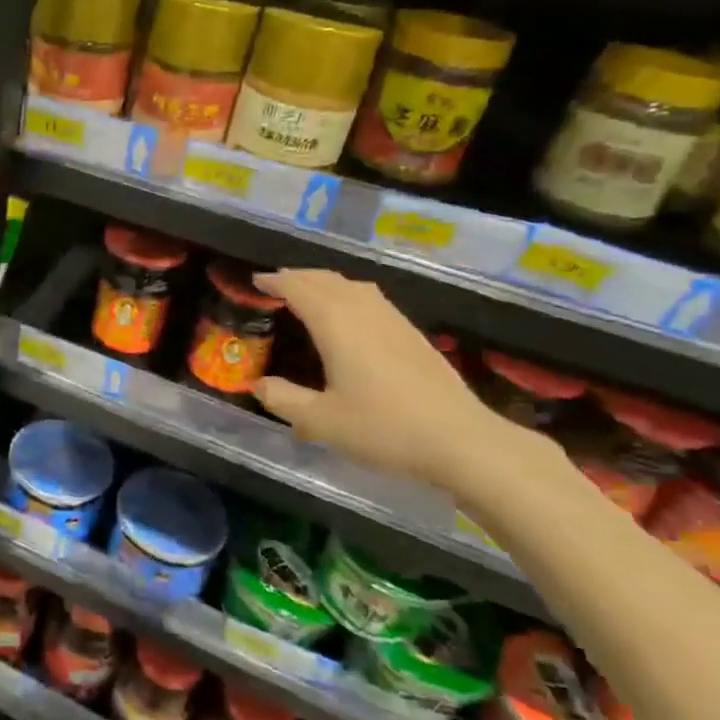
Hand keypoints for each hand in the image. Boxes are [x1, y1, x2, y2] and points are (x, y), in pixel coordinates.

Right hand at [251, 269, 535, 489]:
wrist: (463, 442)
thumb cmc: (385, 429)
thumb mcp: (322, 422)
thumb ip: (284, 400)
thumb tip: (258, 385)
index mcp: (337, 325)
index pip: (300, 289)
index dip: (276, 282)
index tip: (256, 280)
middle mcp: (365, 313)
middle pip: (327, 280)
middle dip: (299, 276)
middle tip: (276, 283)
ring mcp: (394, 321)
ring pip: (353, 286)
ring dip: (325, 282)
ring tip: (309, 292)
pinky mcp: (413, 335)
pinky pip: (372, 299)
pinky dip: (348, 294)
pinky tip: (351, 315)